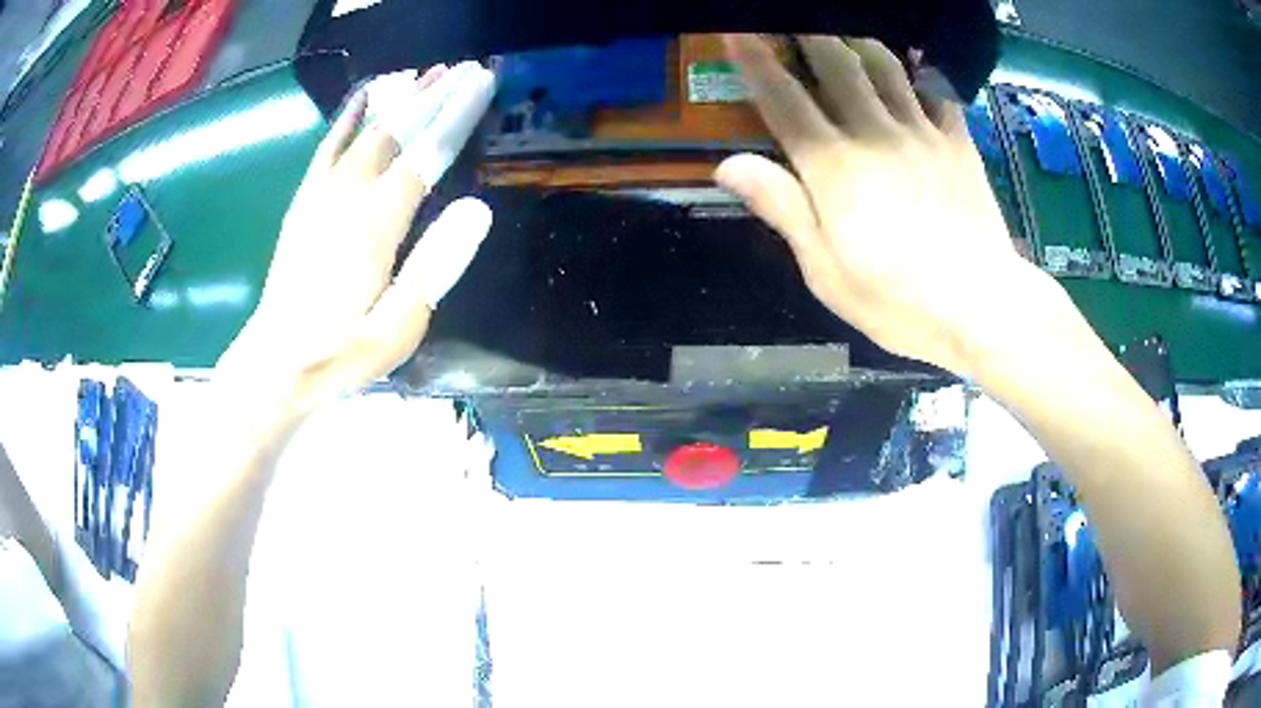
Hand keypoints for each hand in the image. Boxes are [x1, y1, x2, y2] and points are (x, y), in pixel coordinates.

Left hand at [218, 62, 495, 424]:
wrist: (274, 365)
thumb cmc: (339, 354)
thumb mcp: (396, 330)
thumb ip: (434, 269)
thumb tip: (477, 210)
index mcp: (374, 226)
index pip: (424, 156)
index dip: (455, 116)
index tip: (481, 82)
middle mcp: (346, 198)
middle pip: (395, 133)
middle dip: (432, 97)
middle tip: (464, 68)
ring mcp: (319, 197)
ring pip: (363, 133)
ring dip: (397, 101)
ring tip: (426, 75)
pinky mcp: (303, 204)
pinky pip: (327, 148)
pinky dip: (347, 118)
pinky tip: (362, 97)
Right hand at [715, 35, 1046, 374]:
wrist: (983, 306)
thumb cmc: (899, 300)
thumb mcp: (826, 270)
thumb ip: (783, 208)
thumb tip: (728, 163)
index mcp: (835, 167)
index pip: (784, 98)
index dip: (755, 61)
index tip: (735, 31)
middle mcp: (875, 133)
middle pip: (836, 64)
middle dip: (807, 34)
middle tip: (791, 19)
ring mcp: (923, 133)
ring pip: (885, 65)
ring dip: (857, 41)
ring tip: (842, 33)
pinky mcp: (959, 143)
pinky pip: (936, 91)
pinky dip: (918, 72)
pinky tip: (911, 67)